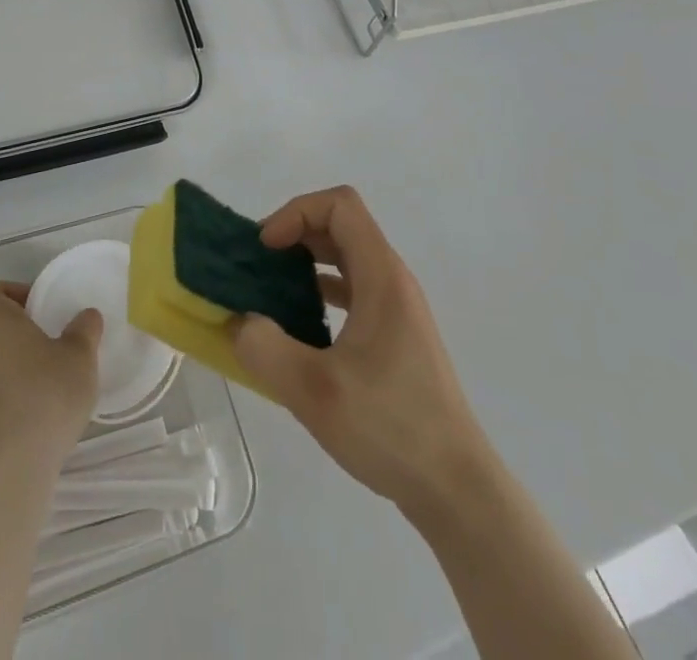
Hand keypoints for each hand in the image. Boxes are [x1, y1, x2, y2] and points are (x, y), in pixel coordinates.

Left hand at [0, 281, 101, 481]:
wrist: (5, 475)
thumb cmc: (44, 398)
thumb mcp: (79, 359)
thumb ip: (83, 331)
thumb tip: (86, 316)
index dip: (0, 292)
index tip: (30, 307)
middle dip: (16, 341)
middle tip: (50, 354)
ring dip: (10, 377)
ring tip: (45, 397)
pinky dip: (3, 411)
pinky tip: (32, 429)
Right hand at [232, 187, 488, 520]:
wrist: (458, 491)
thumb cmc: (391, 429)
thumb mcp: (315, 392)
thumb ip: (266, 349)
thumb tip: (239, 322)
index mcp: (382, 277)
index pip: (340, 205)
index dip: (297, 212)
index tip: (267, 248)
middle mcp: (393, 282)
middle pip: (341, 226)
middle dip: (295, 234)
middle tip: (259, 267)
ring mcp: (397, 310)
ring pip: (346, 259)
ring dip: (306, 264)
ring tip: (271, 294)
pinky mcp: (396, 338)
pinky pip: (353, 291)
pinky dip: (320, 293)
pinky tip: (299, 329)